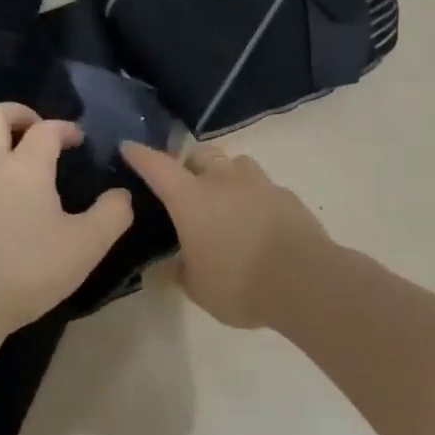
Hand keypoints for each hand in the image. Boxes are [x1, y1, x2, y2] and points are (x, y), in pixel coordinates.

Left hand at [0, 104, 133, 340]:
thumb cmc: (27, 270)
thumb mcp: (86, 246)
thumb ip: (112, 214)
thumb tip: (122, 194)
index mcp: (24, 167)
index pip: (46, 129)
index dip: (65, 127)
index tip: (79, 139)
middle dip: (18, 112)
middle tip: (37, 129)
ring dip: (0, 156)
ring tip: (24, 187)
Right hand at [119, 141, 328, 329]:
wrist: (305, 281)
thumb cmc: (238, 284)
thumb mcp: (197, 287)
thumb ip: (178, 271)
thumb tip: (164, 266)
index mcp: (191, 199)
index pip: (158, 167)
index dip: (140, 155)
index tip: (129, 147)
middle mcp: (222, 181)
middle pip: (200, 154)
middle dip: (189, 163)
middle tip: (186, 185)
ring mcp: (258, 184)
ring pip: (235, 163)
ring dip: (225, 174)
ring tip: (224, 199)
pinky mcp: (286, 195)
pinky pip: (262, 185)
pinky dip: (253, 196)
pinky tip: (256, 221)